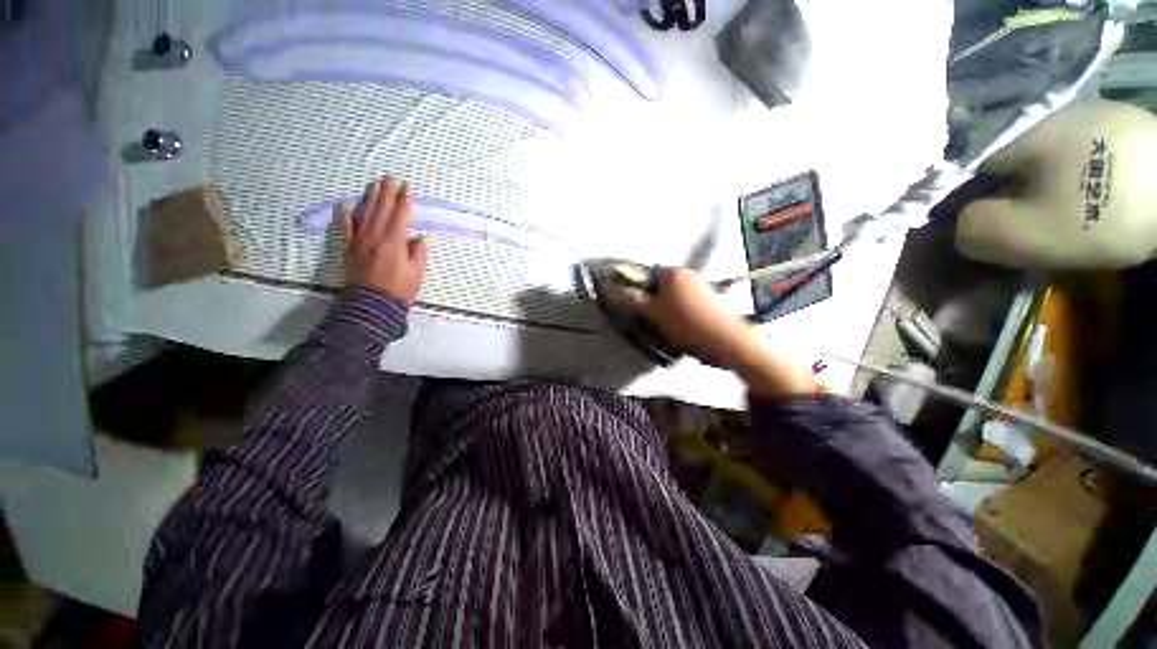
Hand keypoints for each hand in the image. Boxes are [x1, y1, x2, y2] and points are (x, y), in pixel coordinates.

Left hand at [336, 177, 428, 304]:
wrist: (371, 304)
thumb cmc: (398, 290)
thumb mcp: (416, 273)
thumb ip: (418, 253)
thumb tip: (421, 237)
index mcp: (394, 242)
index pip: (400, 216)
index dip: (404, 200)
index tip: (407, 187)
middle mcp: (375, 237)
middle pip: (382, 210)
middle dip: (387, 192)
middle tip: (390, 177)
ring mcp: (359, 241)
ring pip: (365, 214)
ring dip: (370, 198)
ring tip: (374, 184)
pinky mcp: (349, 248)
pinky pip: (345, 228)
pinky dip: (344, 215)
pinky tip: (346, 204)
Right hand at [627, 267, 819, 397]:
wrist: (729, 342)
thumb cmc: (687, 324)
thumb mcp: (654, 313)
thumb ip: (631, 299)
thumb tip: (609, 286)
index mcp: (672, 273)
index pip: (646, 272)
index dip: (637, 287)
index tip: (635, 305)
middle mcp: (688, 274)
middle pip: (660, 283)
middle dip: (652, 298)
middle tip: (649, 319)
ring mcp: (701, 285)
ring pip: (673, 294)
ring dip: (666, 306)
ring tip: (666, 326)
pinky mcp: (711, 298)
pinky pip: (687, 301)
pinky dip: (680, 310)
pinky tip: (683, 327)